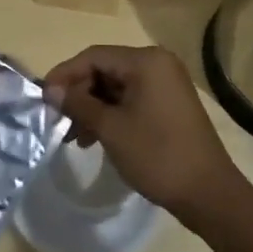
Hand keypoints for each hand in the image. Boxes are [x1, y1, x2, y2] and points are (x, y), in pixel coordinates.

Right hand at [42, 46, 240, 218]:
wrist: (209, 194)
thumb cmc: (157, 155)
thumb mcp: (111, 129)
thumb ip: (79, 104)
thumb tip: (51, 90)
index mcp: (146, 61)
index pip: (94, 56)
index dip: (65, 75)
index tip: (43, 97)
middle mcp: (158, 64)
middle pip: (105, 70)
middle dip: (80, 94)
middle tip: (59, 120)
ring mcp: (166, 85)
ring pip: (117, 87)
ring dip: (93, 108)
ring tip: (76, 137)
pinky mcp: (170, 105)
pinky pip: (132, 100)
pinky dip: (112, 115)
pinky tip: (97, 138)